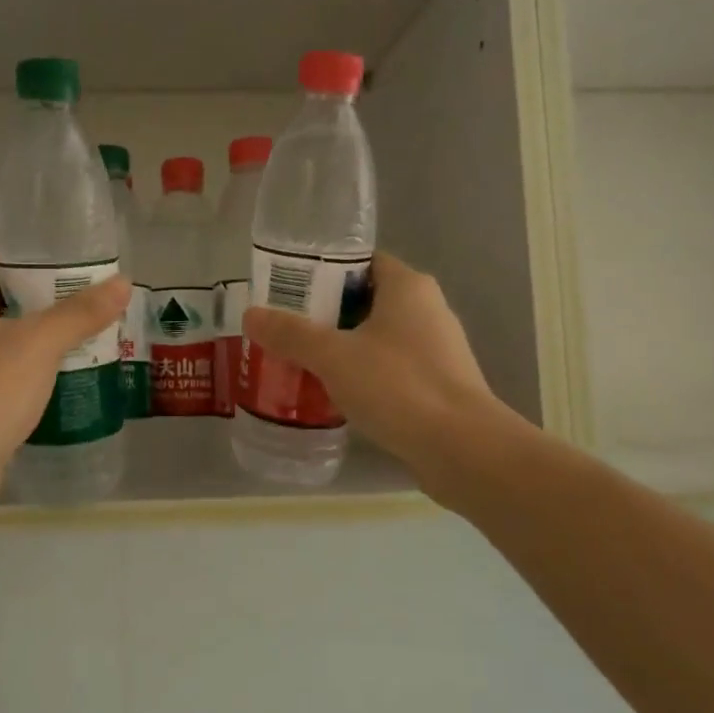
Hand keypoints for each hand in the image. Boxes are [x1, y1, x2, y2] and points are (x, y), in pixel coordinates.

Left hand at [0, 249, 130, 507]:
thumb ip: (81, 312)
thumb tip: (123, 283)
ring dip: (15, 341)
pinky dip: (2, 373)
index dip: (25, 262)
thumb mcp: (41, 343)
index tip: (63, 271)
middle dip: (26, 304)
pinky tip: (37, 384)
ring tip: (61, 344)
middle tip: (71, 308)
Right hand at [241, 253, 529, 498]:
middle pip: (366, 300)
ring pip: (377, 338)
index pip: (362, 262)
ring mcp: (437, 350)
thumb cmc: (398, 386)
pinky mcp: (438, 386)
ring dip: (343, 348)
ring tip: (301, 362)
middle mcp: (428, 310)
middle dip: (325, 314)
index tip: (288, 289)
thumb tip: (251, 315)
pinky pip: (390, 369)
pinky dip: (363, 376)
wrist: (462, 449)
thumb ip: (291, 334)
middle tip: (285, 328)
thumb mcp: (333, 356)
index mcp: (408, 287)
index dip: (324, 271)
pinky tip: (334, 395)